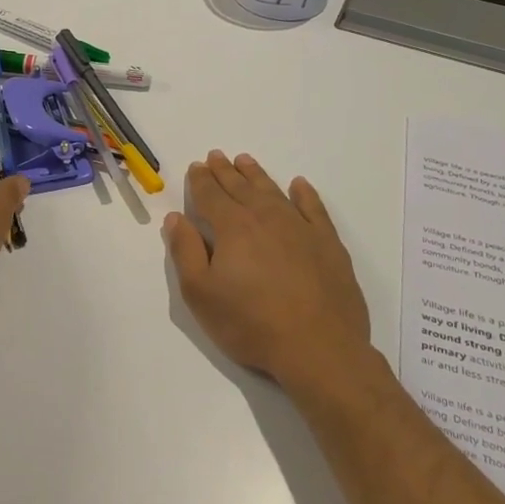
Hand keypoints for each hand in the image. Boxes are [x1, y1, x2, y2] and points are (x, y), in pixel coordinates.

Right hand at [163, 151, 373, 391]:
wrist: (319, 348)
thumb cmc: (251, 324)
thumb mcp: (201, 294)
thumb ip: (185, 251)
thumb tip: (176, 218)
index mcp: (232, 227)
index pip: (211, 195)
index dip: (201, 180)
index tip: (196, 166)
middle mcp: (265, 217)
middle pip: (240, 187)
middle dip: (225, 171)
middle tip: (216, 156)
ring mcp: (300, 228)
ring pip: (273, 191)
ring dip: (256, 175)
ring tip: (245, 161)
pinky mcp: (328, 244)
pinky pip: (313, 208)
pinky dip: (304, 194)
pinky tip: (299, 185)